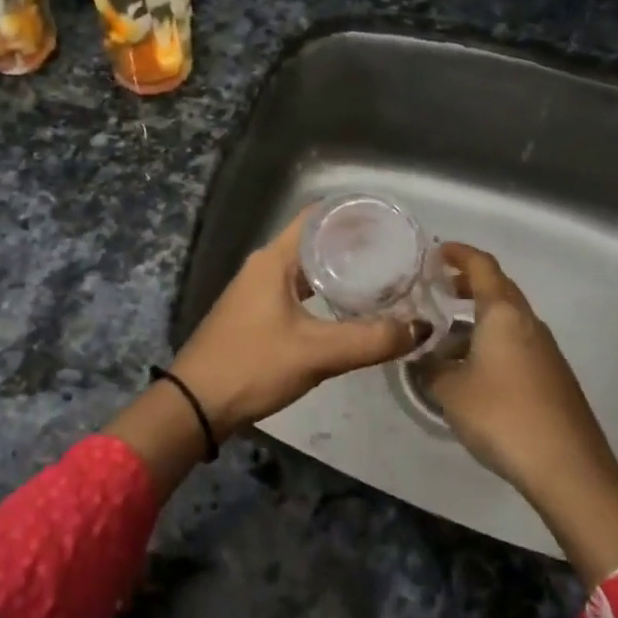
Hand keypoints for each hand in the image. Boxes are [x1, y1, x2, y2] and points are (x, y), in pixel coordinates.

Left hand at [170, 206, 423, 436]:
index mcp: (275, 259)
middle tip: (396, 252)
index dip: (352, 213)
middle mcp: (265, 265)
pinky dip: (324, 291)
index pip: (317, 216)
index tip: (389, 220)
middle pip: (314, 240)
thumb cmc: (253, 365)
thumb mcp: (317, 353)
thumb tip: (421, 328)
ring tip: (382, 277)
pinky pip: (298, 289)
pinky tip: (348, 308)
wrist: (197, 404)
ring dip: (339, 269)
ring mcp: (258, 289)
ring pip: (306, 267)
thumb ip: (371, 340)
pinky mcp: (257, 313)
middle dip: (353, 243)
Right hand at [420, 243, 617, 583]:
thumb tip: (419, 357)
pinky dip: (492, 342)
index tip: (436, 252)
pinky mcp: (553, 377)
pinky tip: (472, 370)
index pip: (482, 266)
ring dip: (478, 318)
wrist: (569, 469)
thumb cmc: (502, 416)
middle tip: (438, 290)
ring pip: (508, 319)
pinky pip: (517, 343)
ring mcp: (545, 350)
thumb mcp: (450, 391)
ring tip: (446, 336)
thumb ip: (429, 368)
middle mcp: (529, 323)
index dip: (459, 254)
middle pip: (499, 289)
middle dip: (468, 284)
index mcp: (504, 314)